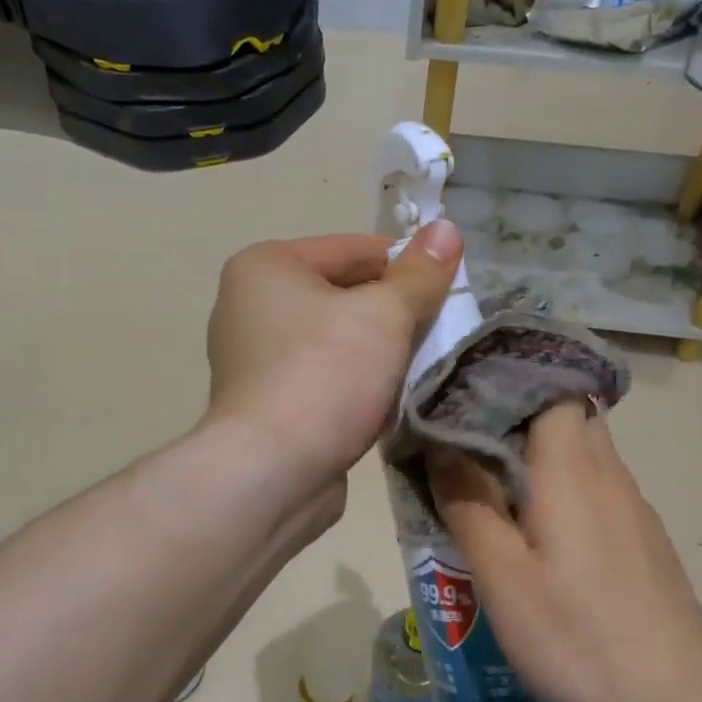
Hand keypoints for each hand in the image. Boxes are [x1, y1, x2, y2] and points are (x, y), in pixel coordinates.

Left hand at [203, 223, 461, 492]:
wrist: (271, 473)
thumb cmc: (324, 375)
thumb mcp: (383, 315)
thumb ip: (419, 274)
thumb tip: (447, 228)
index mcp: (266, 267)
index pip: (353, 249)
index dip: (407, 264)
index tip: (450, 287)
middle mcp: (250, 306)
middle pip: (343, 295)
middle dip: (394, 314)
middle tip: (440, 331)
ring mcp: (254, 360)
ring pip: (336, 342)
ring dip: (378, 354)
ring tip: (419, 368)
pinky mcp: (267, 404)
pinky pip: (323, 379)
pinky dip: (355, 386)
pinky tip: (386, 405)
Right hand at [429, 400, 701, 701]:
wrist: (681, 696)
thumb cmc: (580, 635)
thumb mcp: (504, 578)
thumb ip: (469, 506)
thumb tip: (441, 448)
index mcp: (572, 470)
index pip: (552, 387)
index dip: (510, 381)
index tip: (465, 393)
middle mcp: (608, 473)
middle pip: (567, 415)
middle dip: (517, 415)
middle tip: (466, 438)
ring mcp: (631, 506)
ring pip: (582, 451)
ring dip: (537, 452)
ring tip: (489, 478)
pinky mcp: (641, 536)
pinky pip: (595, 486)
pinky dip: (561, 485)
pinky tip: (536, 528)